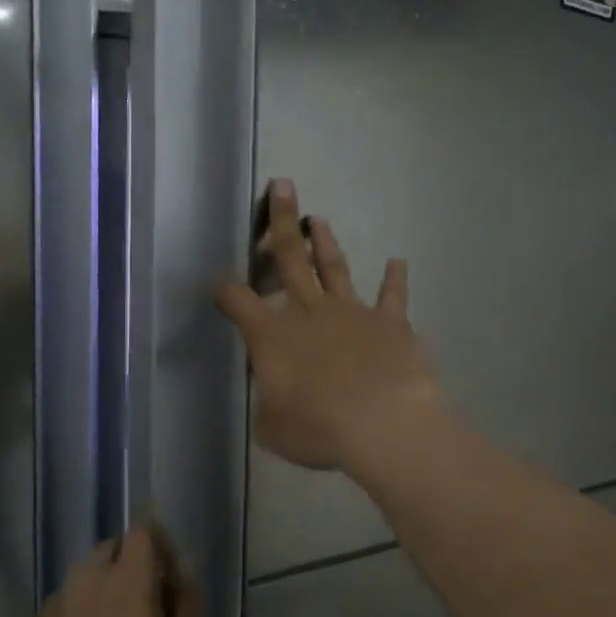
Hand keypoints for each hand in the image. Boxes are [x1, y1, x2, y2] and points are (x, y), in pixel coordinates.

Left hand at [20, 525, 198, 616]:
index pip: (143, 532)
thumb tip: (182, 575)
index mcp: (127, 580)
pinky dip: (83, 611)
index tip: (168, 581)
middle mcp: (88, 579)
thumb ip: (187, 604)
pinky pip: (69, 601)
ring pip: (88, 574)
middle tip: (145, 606)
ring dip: (107, 587)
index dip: (160, 548)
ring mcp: (58, 601)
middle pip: (114, 548)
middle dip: (132, 566)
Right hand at [214, 179, 443, 472]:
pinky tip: (398, 261)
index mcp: (272, 336)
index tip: (217, 283)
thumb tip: (275, 391)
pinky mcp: (390, 322)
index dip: (224, 291)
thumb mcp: (273, 426)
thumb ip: (270, 400)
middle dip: (281, 222)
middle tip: (282, 187)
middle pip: (291, 258)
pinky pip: (393, 295)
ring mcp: (352, 312)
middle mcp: (309, 312)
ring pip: (334, 268)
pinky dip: (395, 278)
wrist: (381, 424)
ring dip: (326, 242)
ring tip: (318, 219)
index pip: (238, 302)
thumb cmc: (318, 429)